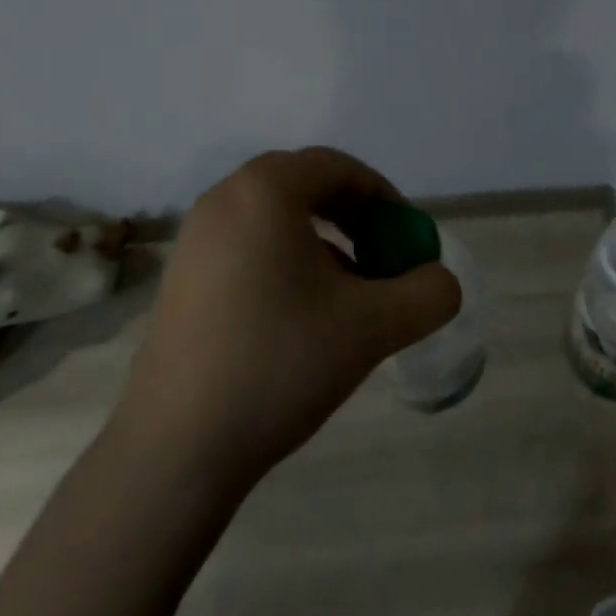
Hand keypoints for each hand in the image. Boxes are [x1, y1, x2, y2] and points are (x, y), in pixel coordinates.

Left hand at [113, 148, 459, 483]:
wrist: (176, 448)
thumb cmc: (280, 363)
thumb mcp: (374, 326)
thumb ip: (428, 293)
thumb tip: (440, 281)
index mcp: (264, 192)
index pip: (338, 167)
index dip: (384, 197)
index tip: (407, 237)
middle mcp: (224, 200)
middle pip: (306, 186)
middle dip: (355, 216)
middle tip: (383, 256)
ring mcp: (195, 239)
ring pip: (277, 219)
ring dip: (324, 242)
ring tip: (350, 293)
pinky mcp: (182, 278)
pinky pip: (249, 246)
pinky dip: (288, 262)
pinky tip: (304, 316)